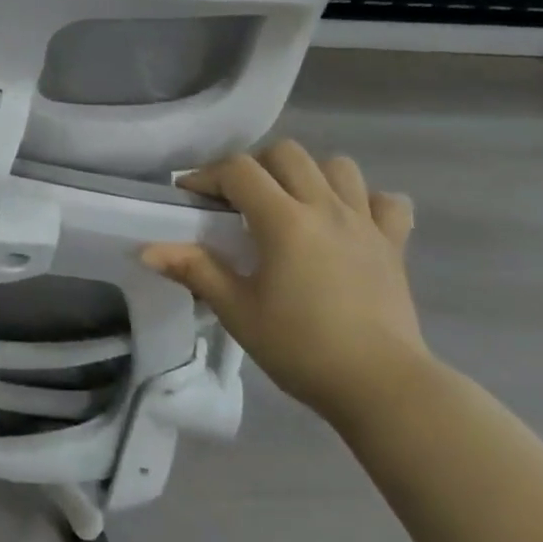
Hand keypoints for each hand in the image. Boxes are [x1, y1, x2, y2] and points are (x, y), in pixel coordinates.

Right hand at [141, 140, 425, 428]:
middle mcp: (325, 208)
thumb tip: (148, 250)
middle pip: (287, 153)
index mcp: (284, 220)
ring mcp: (365, 223)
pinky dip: (366, 202)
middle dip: (256, 166)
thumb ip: (196, 270)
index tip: (191, 197)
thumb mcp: (238, 311)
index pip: (239, 169)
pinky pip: (387, 203)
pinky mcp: (394, 245)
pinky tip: (350, 222)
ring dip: (311, 175)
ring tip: (294, 204)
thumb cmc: (301, 348)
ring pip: (338, 166)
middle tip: (241, 201)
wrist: (382, 388)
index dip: (208, 175)